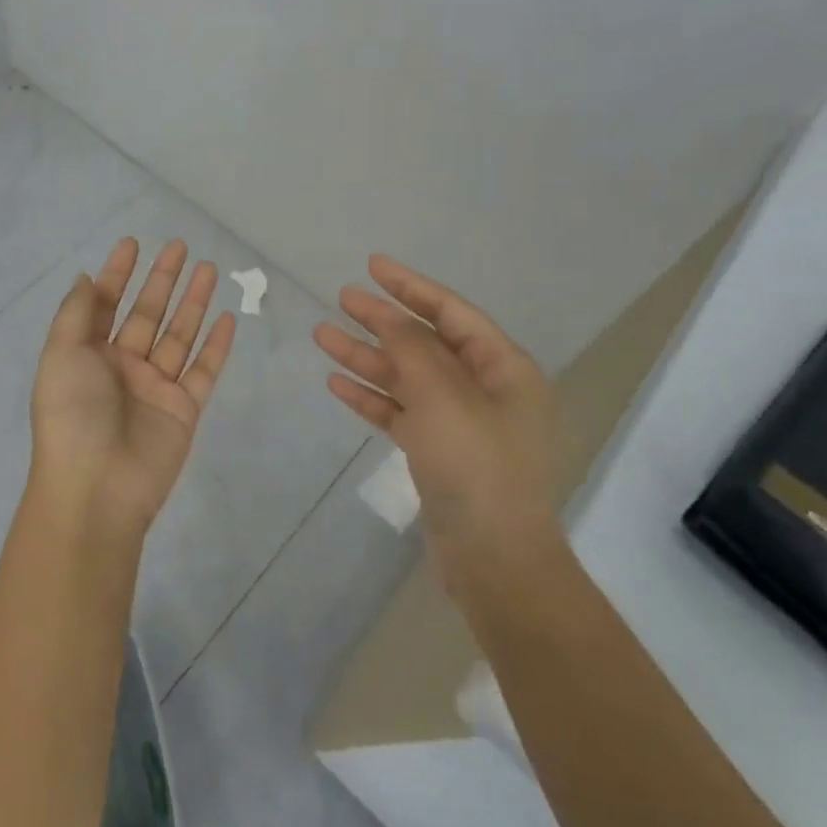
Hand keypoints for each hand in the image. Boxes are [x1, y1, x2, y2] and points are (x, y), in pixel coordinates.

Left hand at [29, 237, 237, 545]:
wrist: (96, 489)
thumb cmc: (72, 416)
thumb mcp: (61, 356)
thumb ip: (76, 314)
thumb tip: (85, 278)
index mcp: (88, 354)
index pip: (106, 303)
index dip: (118, 273)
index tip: (133, 243)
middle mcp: (122, 366)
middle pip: (147, 313)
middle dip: (162, 279)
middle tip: (180, 245)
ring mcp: (155, 387)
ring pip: (179, 335)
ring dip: (193, 302)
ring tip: (209, 268)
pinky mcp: (184, 409)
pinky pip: (203, 370)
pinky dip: (216, 345)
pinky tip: (228, 318)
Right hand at [314, 255, 567, 579]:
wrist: (494, 560)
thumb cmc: (476, 466)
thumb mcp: (443, 396)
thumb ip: (413, 349)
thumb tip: (392, 317)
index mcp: (504, 368)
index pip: (452, 312)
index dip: (411, 286)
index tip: (373, 266)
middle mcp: (485, 389)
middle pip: (426, 342)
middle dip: (383, 320)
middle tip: (341, 298)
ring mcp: (460, 423)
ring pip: (407, 378)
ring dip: (367, 357)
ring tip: (322, 335)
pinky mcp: (438, 452)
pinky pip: (401, 412)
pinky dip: (372, 397)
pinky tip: (337, 383)